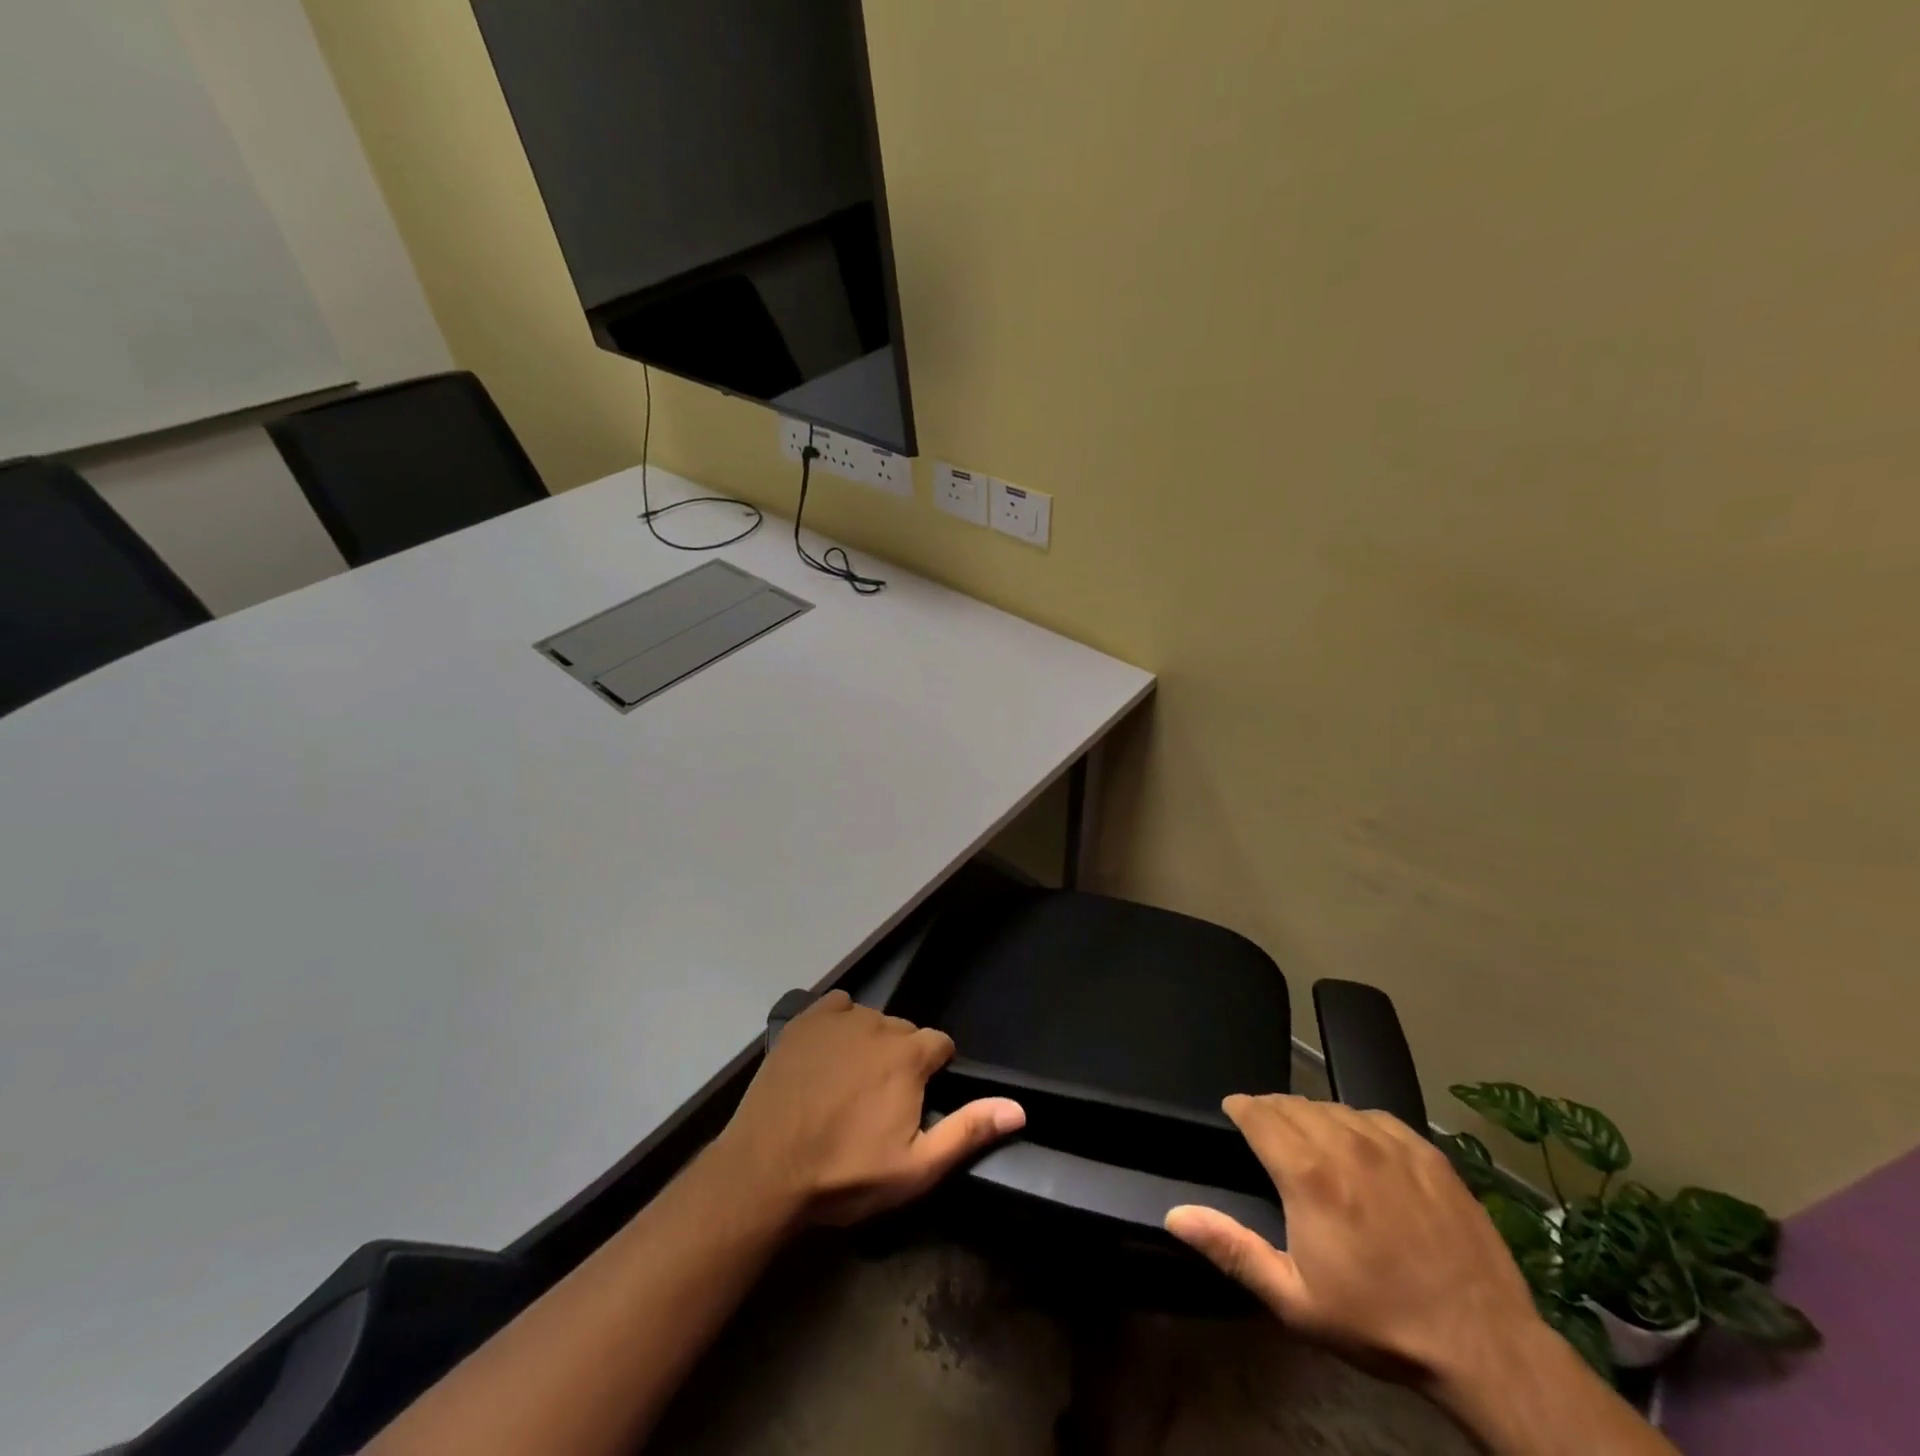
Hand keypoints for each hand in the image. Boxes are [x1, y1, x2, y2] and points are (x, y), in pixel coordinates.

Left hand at [713, 991, 1025, 1226]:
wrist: (764, 1170)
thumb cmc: (844, 1174)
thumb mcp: (914, 1168)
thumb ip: (968, 1131)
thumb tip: (1018, 1108)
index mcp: (910, 1055)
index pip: (940, 1045)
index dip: (932, 1074)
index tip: (914, 1103)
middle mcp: (879, 1023)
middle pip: (905, 1033)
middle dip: (901, 1060)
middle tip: (877, 1102)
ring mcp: (838, 1018)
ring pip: (871, 1020)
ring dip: (869, 1044)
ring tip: (847, 1085)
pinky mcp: (805, 1019)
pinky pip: (836, 1007)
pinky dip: (839, 1024)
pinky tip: (827, 1054)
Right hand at [1165, 1096, 1540, 1393]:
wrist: (1484, 1344)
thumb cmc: (1379, 1322)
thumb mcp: (1295, 1300)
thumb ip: (1231, 1248)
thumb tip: (1175, 1213)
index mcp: (1307, 1172)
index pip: (1257, 1112)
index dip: (1239, 1108)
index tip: (1231, 1114)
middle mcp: (1344, 1141)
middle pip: (1291, 1103)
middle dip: (1270, 1111)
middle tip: (1266, 1134)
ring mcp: (1390, 1142)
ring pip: (1332, 1106)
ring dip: (1311, 1116)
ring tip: (1309, 1140)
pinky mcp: (1427, 1151)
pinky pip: (1375, 1116)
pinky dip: (1355, 1123)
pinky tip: (1359, 1147)